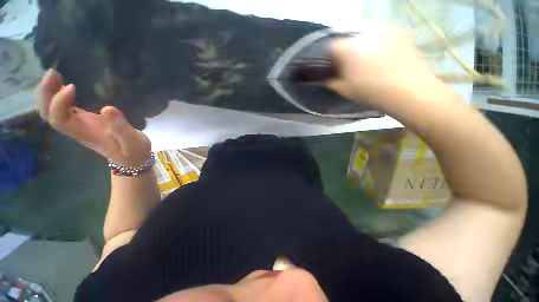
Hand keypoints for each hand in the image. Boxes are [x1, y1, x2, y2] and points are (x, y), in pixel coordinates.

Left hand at [37, 69, 150, 166]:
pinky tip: (63, 84)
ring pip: (51, 110)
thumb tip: (107, 108)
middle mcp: (76, 128)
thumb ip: (122, 128)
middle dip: (46, 94)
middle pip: (48, 114)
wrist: (132, 159)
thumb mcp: (133, 142)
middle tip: (53, 73)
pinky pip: (61, 108)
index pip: (60, 119)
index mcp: (85, 134)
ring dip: (48, 92)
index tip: (72, 87)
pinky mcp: (84, 121)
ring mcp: (78, 124)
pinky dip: (57, 95)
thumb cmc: (134, 152)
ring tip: (55, 75)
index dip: (59, 102)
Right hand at [329, 24, 433, 102]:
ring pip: (367, 35)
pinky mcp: (401, 32)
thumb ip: (332, 83)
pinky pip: (385, 34)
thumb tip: (325, 80)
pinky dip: (381, 43)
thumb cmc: (371, 91)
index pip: (331, 46)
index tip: (334, 66)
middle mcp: (365, 33)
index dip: (331, 57)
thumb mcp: (345, 90)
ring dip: (364, 46)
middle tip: (352, 65)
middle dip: (348, 51)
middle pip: (350, 39)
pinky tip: (386, 56)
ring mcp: (385, 30)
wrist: (408, 90)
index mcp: (348, 48)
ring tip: (371, 61)